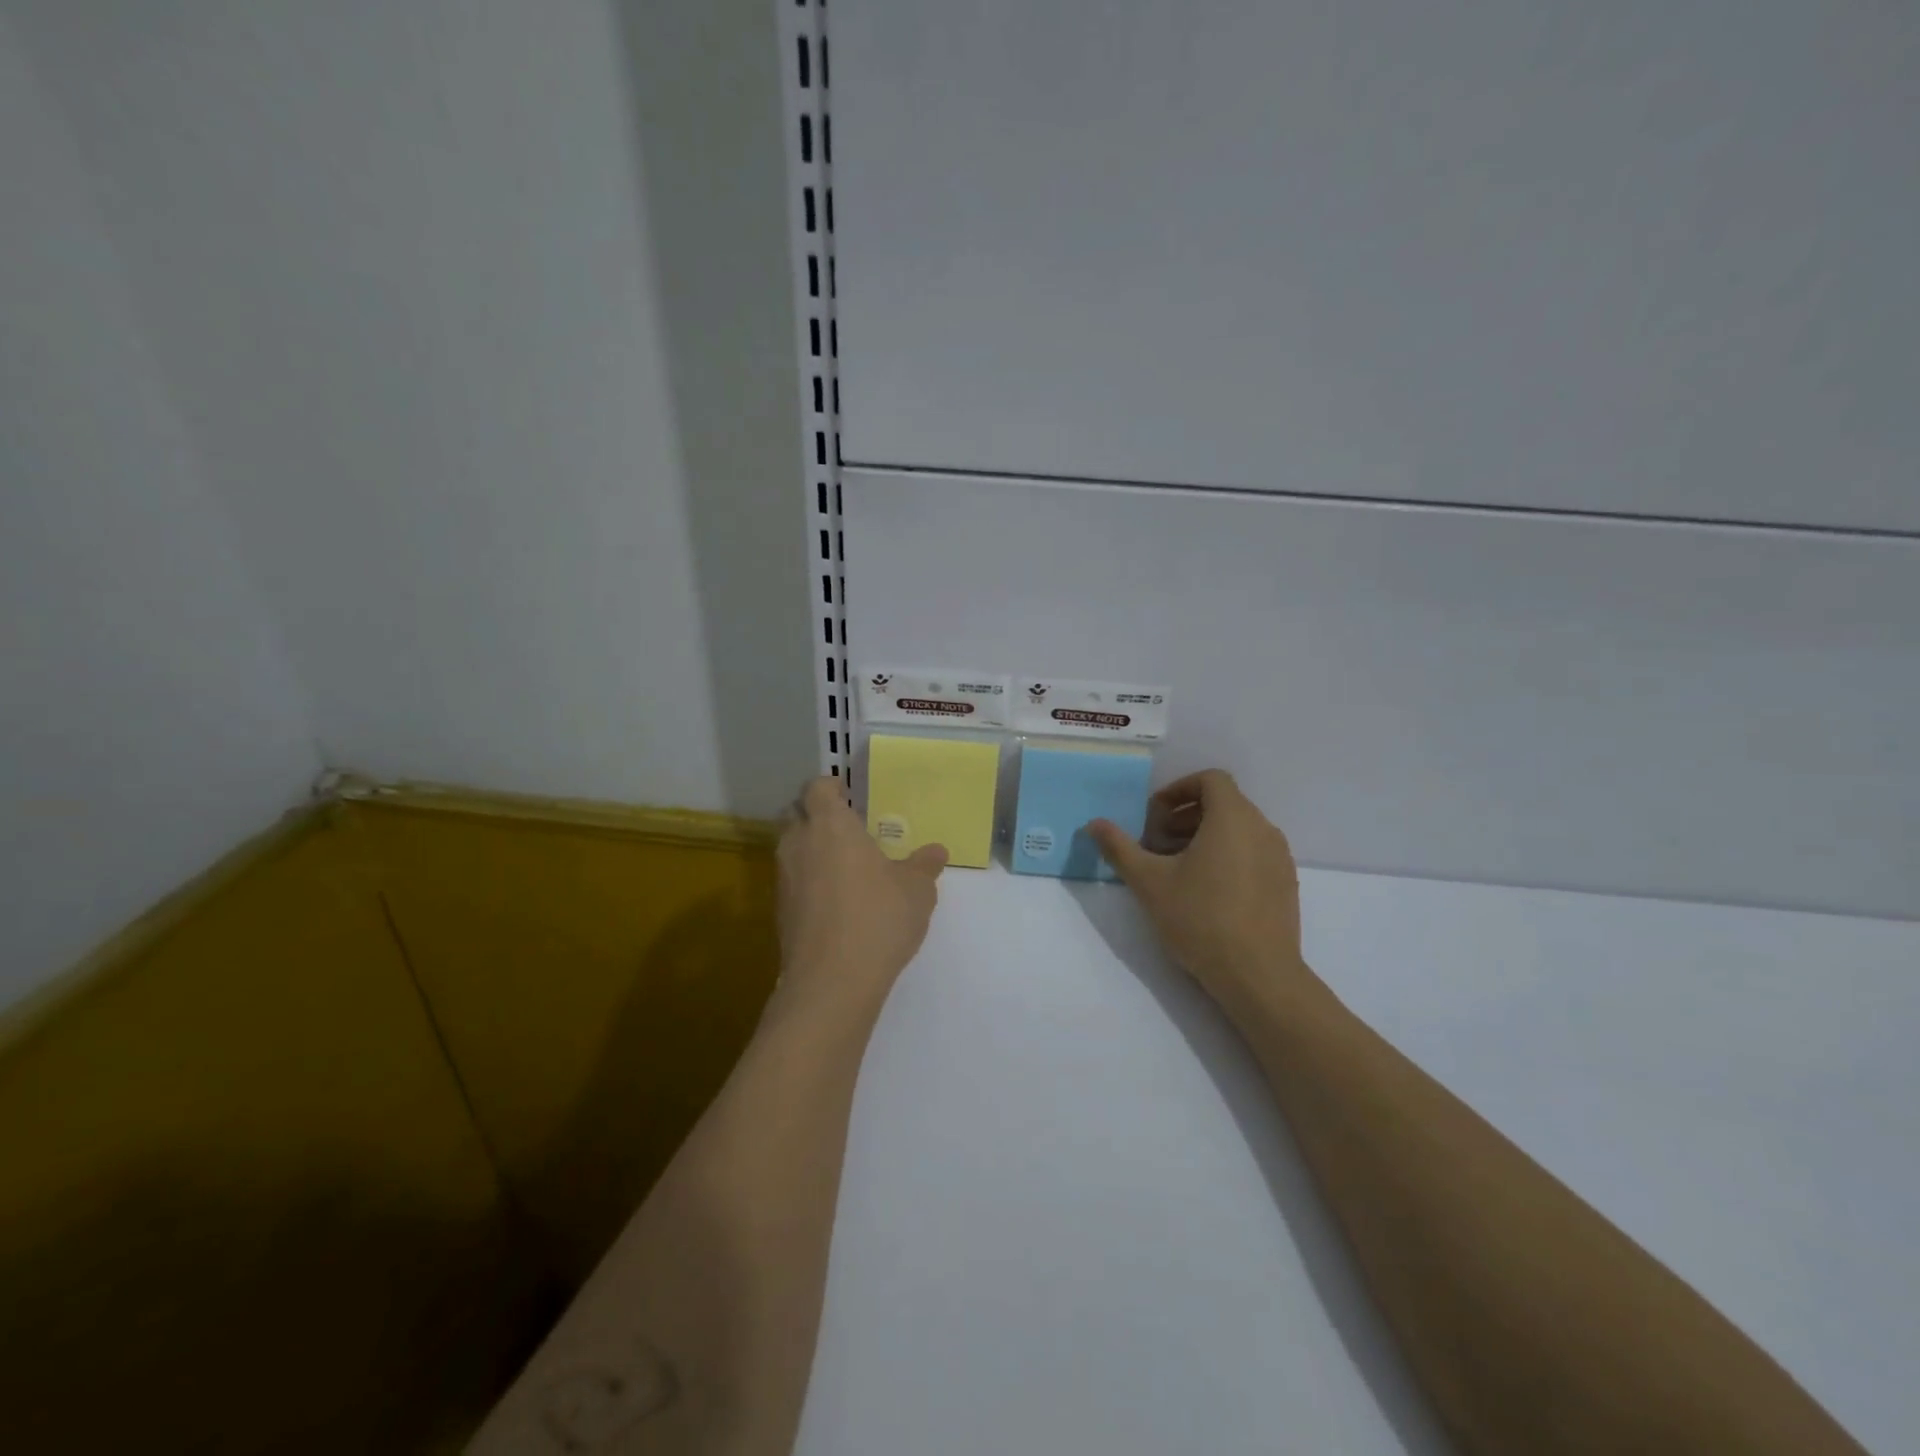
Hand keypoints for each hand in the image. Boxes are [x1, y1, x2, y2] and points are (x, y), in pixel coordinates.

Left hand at [774, 776, 946, 1014]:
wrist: (832, 981)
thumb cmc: (878, 918)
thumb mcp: (916, 890)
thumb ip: (924, 865)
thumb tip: (936, 851)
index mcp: (831, 825)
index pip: (817, 788)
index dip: (830, 787)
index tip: (848, 796)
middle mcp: (800, 843)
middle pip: (795, 813)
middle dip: (814, 815)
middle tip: (844, 829)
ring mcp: (784, 878)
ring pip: (789, 848)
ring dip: (809, 849)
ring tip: (842, 866)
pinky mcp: (779, 910)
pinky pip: (791, 880)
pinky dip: (806, 881)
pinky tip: (833, 901)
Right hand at [1089, 770, 1315, 1017]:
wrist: (1258, 975)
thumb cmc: (1200, 918)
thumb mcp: (1149, 882)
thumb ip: (1119, 847)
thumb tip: (1094, 824)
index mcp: (1233, 818)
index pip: (1210, 779)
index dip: (1178, 790)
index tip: (1154, 816)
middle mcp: (1262, 829)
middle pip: (1223, 803)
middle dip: (1185, 817)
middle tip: (1156, 845)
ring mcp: (1279, 858)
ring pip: (1239, 829)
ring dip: (1204, 837)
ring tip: (1176, 869)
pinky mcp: (1285, 884)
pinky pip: (1253, 853)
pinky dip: (1227, 856)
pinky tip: (1205, 892)